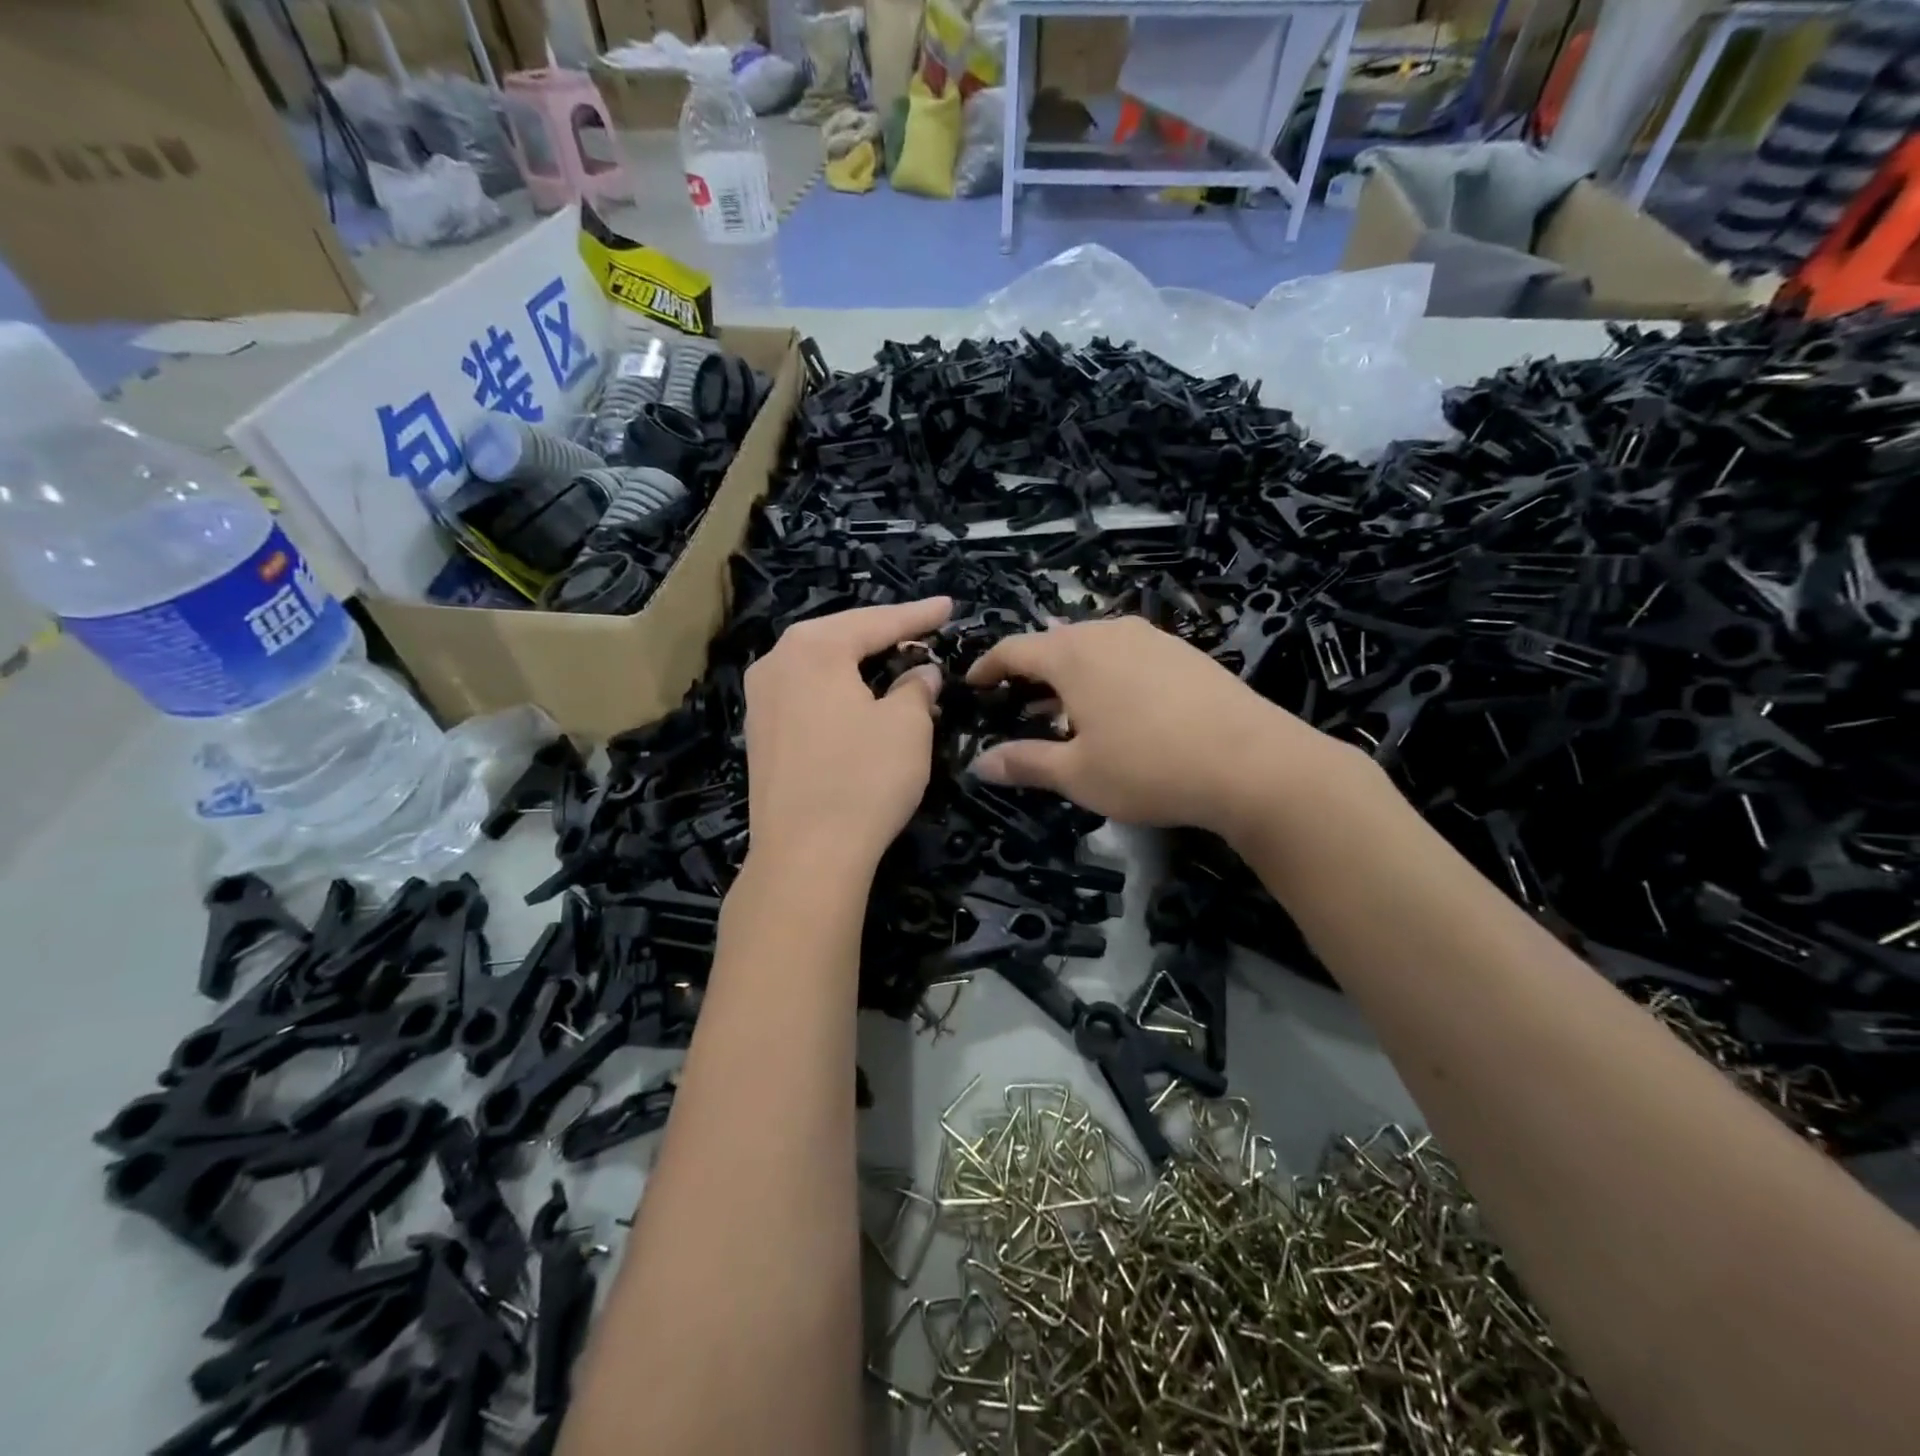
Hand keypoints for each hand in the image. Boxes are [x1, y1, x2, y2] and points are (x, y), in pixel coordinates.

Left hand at [743, 598, 951, 875]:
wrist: (805, 855)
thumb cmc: (863, 779)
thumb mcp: (907, 727)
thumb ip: (916, 688)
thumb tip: (920, 673)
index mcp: (812, 648)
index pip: (877, 622)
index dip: (918, 616)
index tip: (948, 607)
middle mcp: (776, 663)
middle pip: (840, 636)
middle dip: (882, 633)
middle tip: (921, 630)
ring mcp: (760, 700)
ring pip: (819, 666)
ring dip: (856, 662)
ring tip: (891, 658)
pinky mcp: (760, 735)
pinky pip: (806, 694)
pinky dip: (836, 689)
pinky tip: (855, 697)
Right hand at [966, 616, 1367, 843]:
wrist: (1252, 762)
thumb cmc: (1148, 767)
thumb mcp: (1077, 774)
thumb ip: (1025, 763)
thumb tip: (979, 764)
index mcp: (1072, 655)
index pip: (1014, 649)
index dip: (988, 666)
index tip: (973, 683)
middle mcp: (1109, 632)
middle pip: (1055, 643)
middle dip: (1030, 671)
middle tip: (1018, 703)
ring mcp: (1152, 637)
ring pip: (1094, 646)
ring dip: (1071, 672)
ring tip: (1068, 706)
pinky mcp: (1184, 651)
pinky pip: (1128, 653)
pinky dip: (1108, 673)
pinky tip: (1121, 705)